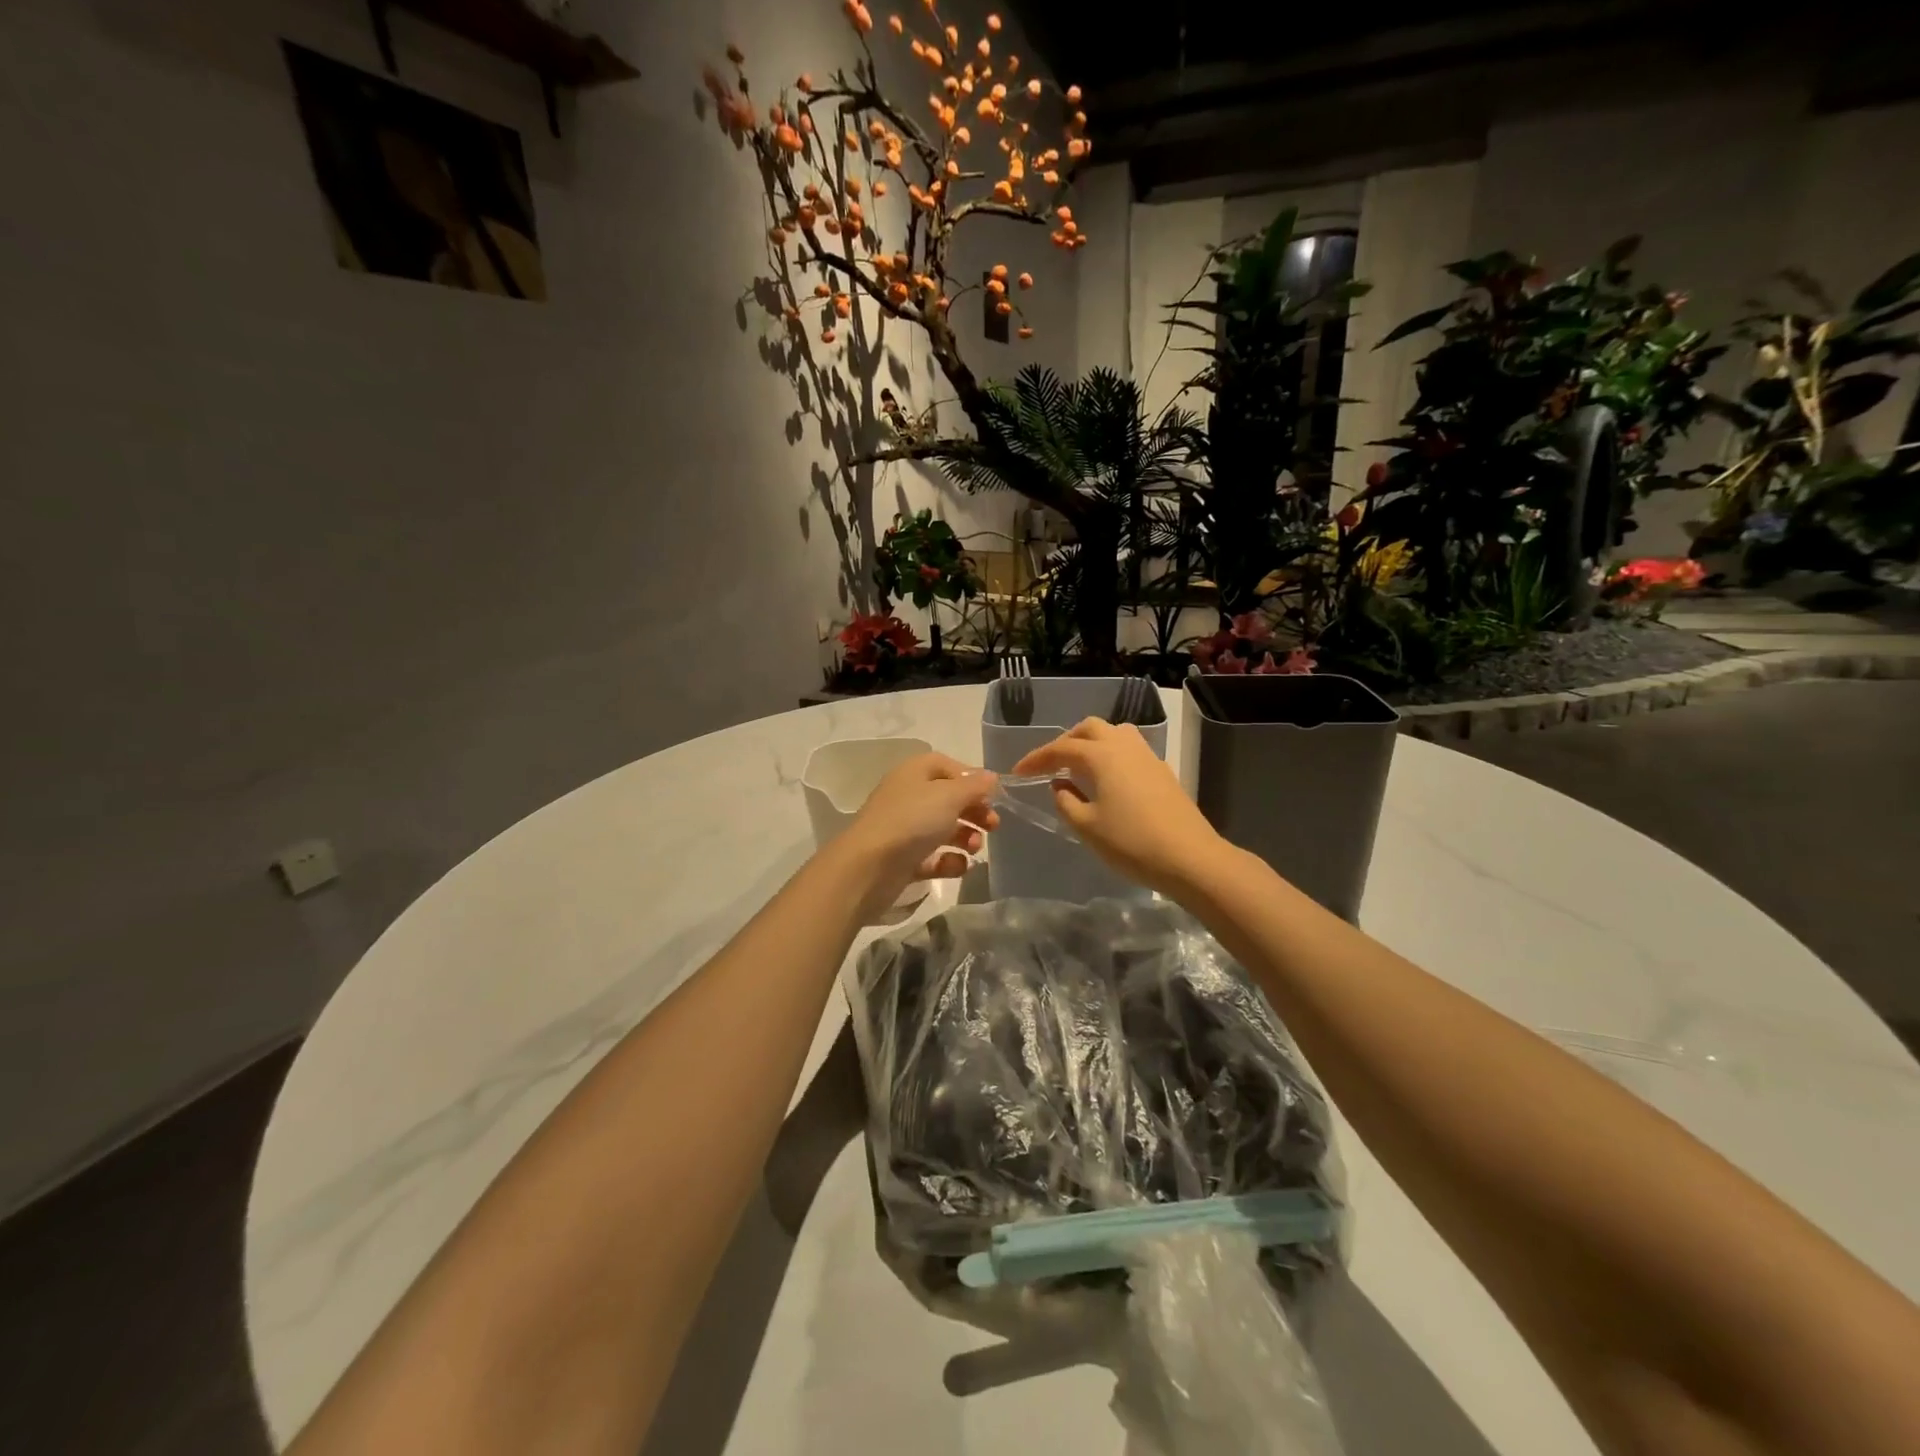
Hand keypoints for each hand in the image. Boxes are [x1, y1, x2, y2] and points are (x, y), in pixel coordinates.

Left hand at [835, 753, 998, 915]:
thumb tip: (990, 777)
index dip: (971, 778)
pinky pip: (932, 857)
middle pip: (948, 799)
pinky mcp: (903, 859)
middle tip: (993, 826)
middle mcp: (908, 797)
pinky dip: (948, 861)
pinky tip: (958, 866)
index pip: (947, 766)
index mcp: (914, 773)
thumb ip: (974, 786)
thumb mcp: (949, 796)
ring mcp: (904, 829)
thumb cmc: (912, 821)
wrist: (868, 867)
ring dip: (965, 837)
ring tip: (975, 848)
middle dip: (974, 811)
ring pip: (942, 829)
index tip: (992, 795)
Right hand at [1011, 718, 1225, 895]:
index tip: (1019, 772)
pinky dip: (1111, 756)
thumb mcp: (1087, 827)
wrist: (1190, 858)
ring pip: (1114, 734)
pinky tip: (1107, 781)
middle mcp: (1125, 746)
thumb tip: (1060, 786)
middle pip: (1090, 729)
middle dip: (1066, 741)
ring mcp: (1148, 757)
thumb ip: (1066, 802)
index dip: (1037, 759)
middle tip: (1051, 764)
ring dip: (1092, 743)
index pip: (1061, 748)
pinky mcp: (1162, 772)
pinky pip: (1130, 750)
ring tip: (1079, 768)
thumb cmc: (1132, 843)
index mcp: (1102, 756)